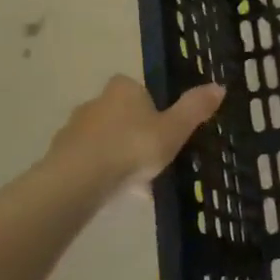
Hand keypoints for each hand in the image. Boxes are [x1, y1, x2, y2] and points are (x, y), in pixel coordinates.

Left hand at [43, 75, 225, 193]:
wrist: (79, 180)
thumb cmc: (132, 147)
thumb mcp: (174, 129)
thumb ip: (195, 108)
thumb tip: (219, 85)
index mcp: (123, 90)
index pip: (136, 88)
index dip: (149, 105)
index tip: (162, 126)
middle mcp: (95, 102)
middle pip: (119, 114)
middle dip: (134, 132)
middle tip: (153, 157)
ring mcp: (73, 130)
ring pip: (103, 139)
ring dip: (118, 155)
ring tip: (138, 183)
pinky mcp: (59, 157)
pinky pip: (88, 162)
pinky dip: (102, 173)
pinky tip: (117, 193)